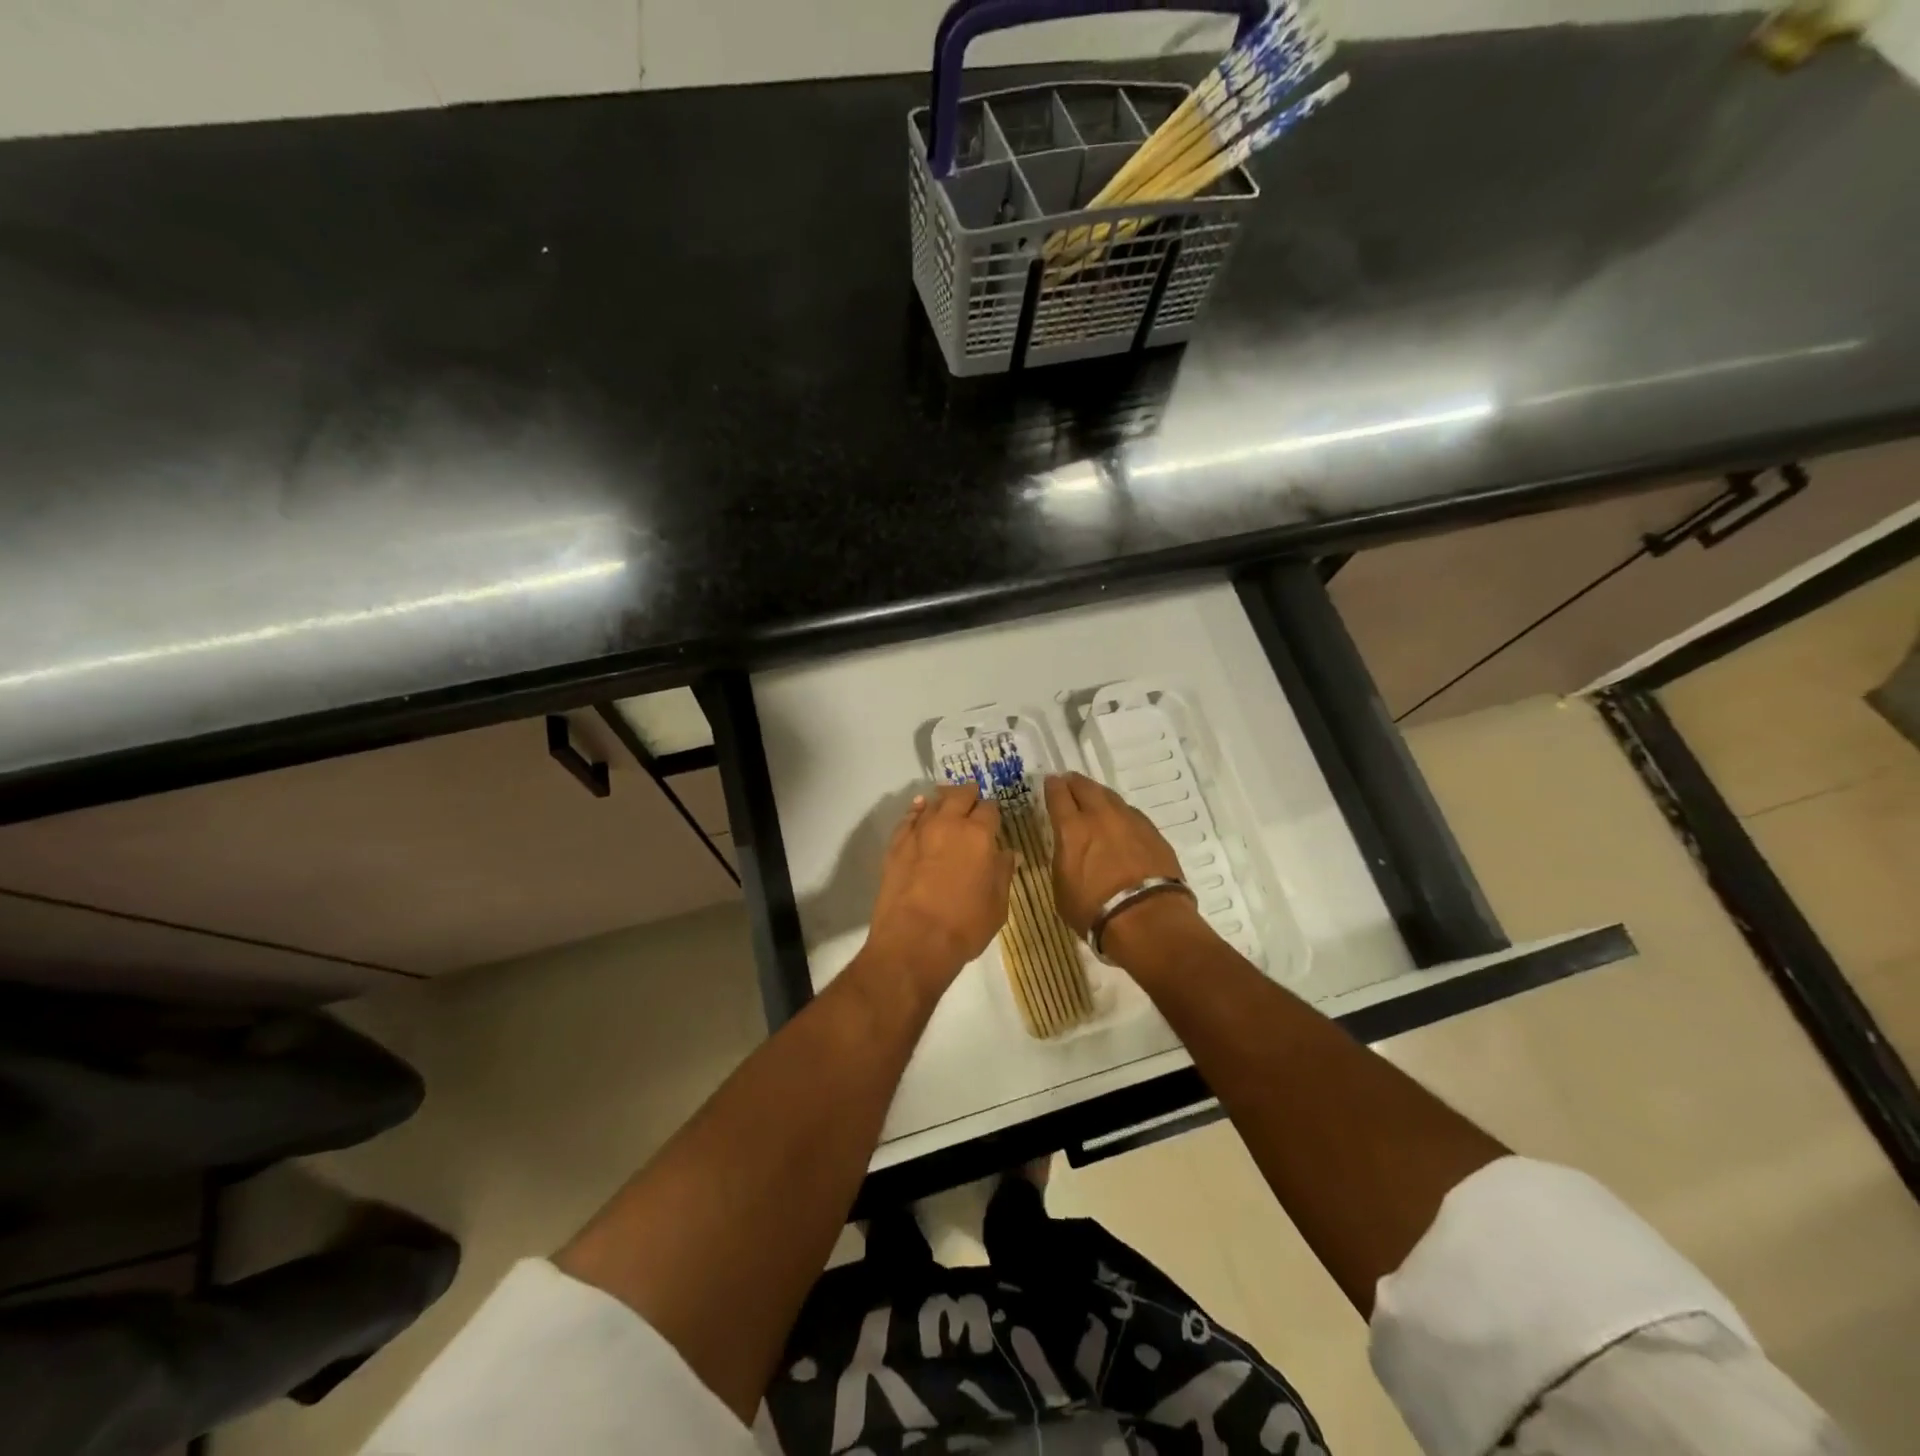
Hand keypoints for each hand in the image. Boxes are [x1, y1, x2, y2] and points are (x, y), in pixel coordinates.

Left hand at [861, 786, 1013, 994]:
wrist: (914, 941)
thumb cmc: (964, 926)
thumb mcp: (998, 905)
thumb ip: (1003, 873)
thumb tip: (1008, 854)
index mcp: (979, 835)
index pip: (989, 809)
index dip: (992, 812)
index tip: (993, 819)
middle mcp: (949, 824)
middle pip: (960, 796)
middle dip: (968, 795)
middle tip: (971, 799)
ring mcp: (919, 832)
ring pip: (933, 803)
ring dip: (942, 801)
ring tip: (946, 803)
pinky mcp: (896, 844)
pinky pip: (908, 818)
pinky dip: (916, 811)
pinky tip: (919, 811)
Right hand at [1044, 772, 1196, 945]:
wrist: (1146, 918)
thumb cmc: (1094, 910)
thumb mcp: (1062, 888)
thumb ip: (1063, 860)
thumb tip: (1068, 850)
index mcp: (1072, 829)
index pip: (1058, 795)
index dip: (1052, 786)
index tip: (1050, 782)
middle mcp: (1100, 816)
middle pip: (1085, 786)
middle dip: (1074, 782)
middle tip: (1069, 783)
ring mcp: (1130, 821)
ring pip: (1111, 797)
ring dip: (1099, 795)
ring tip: (1095, 800)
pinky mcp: (1153, 832)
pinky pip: (1131, 814)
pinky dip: (1121, 814)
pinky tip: (1120, 823)